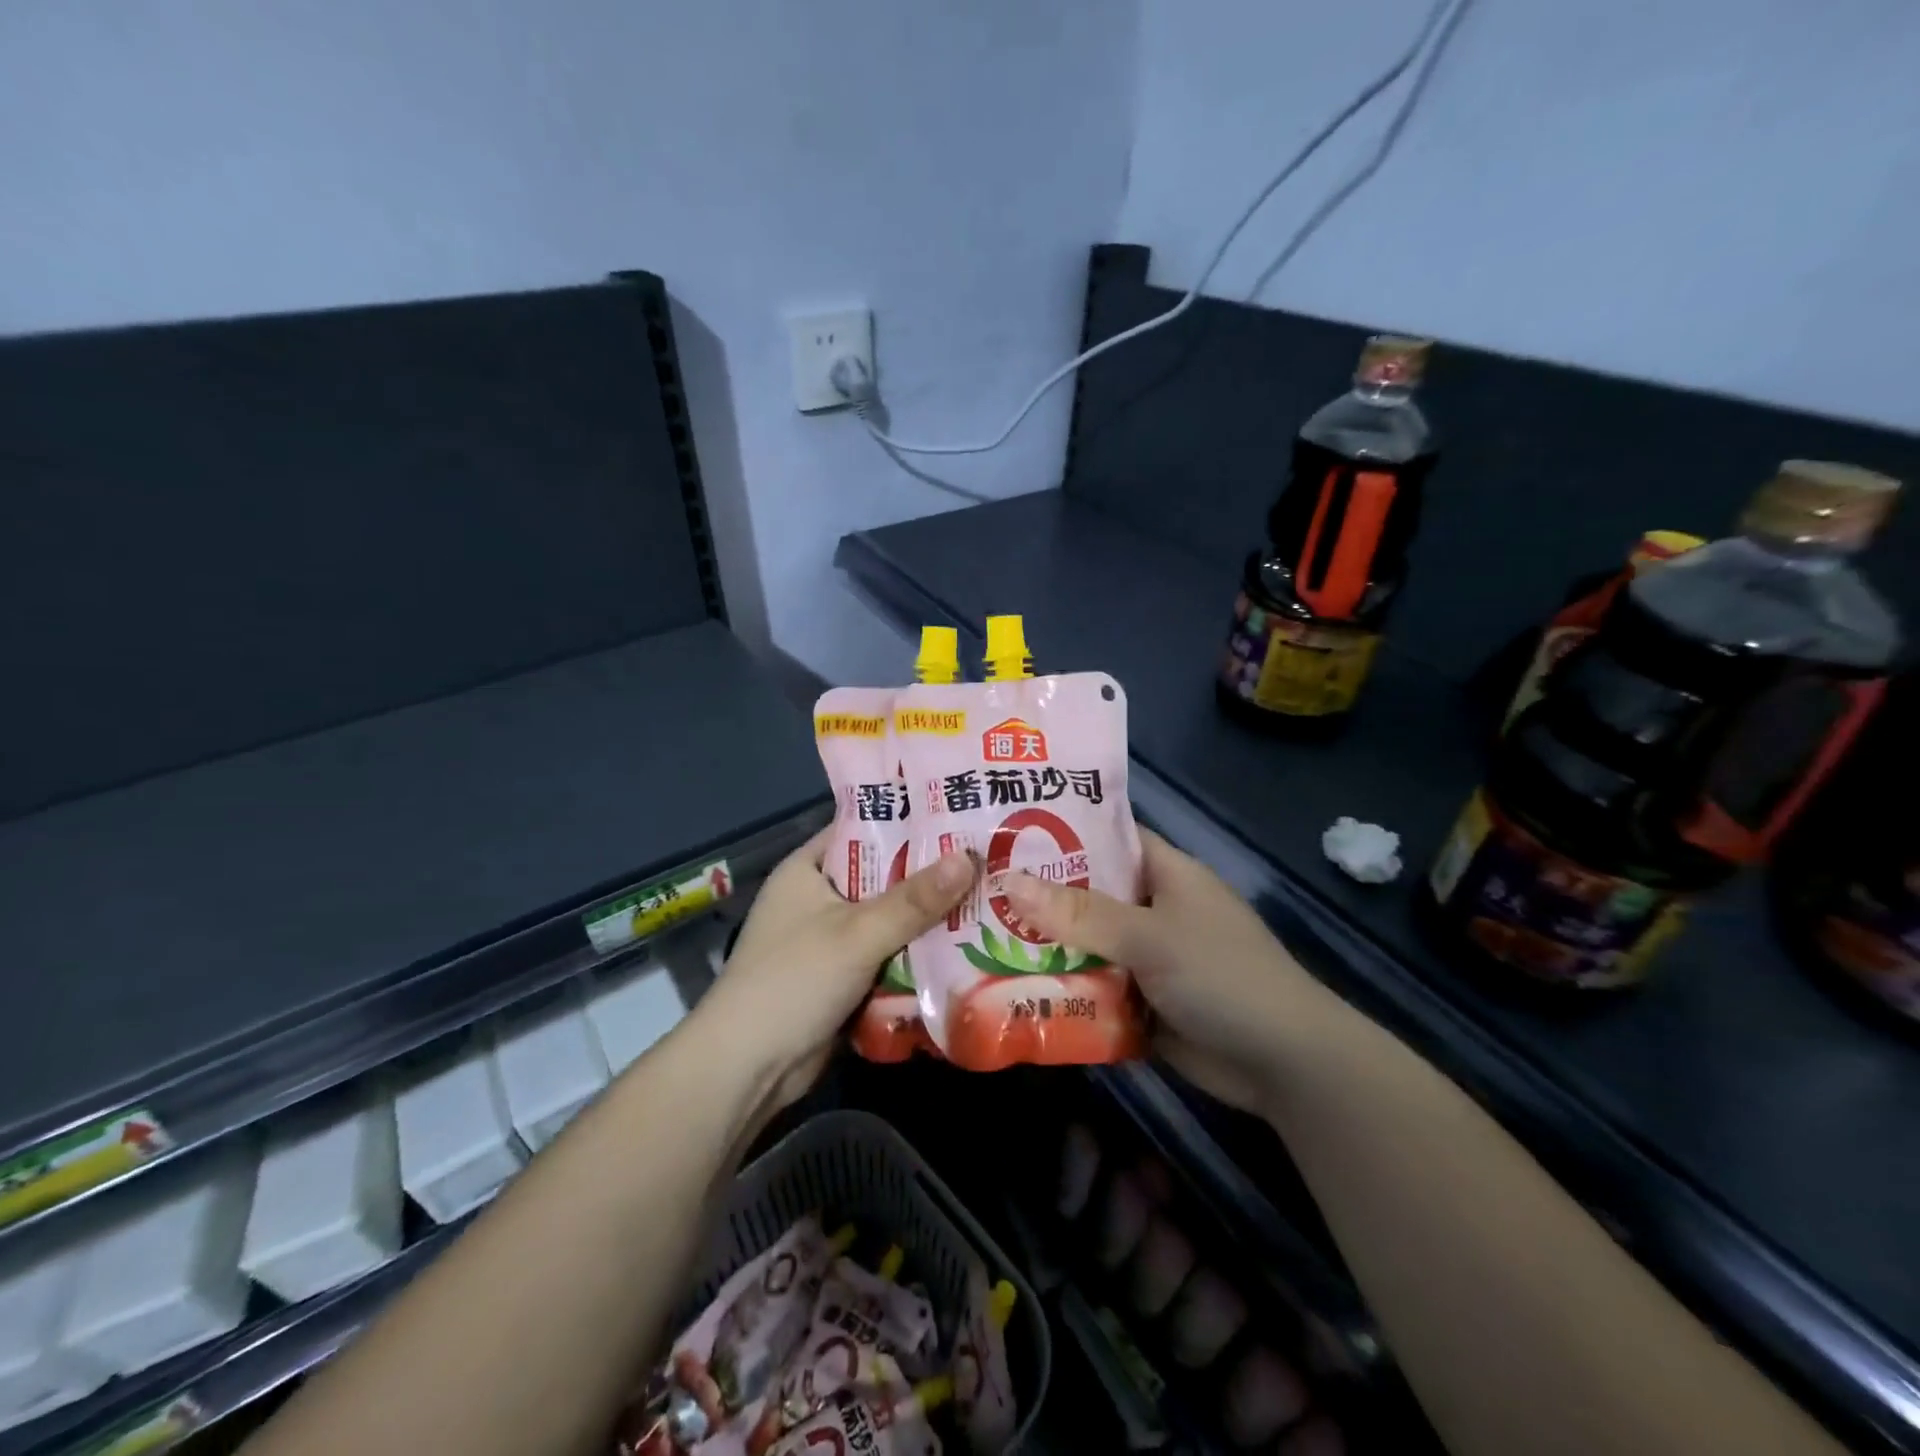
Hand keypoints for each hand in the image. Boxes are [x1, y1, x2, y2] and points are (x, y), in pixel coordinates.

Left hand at [698, 831, 972, 1109]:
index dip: (905, 819)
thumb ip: (914, 900)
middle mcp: (817, 898)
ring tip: (988, 898)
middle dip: (927, 874)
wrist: (747, 1069)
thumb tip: (969, 858)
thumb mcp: (857, 933)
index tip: (956, 813)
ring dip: (926, 918)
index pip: (861, 828)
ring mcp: (828, 941)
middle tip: (985, 858)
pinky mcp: (841, 978)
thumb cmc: (794, 980)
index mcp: (808, 869)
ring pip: (888, 919)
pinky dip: (915, 954)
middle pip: (881, 876)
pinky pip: (886, 955)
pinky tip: (962, 947)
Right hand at [1002, 828, 1322, 1113]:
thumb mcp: (1149, 936)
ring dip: (1045, 947)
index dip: (1062, 829)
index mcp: (1165, 874)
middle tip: (976, 889)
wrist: (1283, 1064)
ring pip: (1086, 943)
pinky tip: (1009, 988)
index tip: (1005, 828)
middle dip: (1039, 895)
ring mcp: (1148, 957)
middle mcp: (1154, 909)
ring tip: (977, 937)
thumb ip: (1080, 912)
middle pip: (1088, 893)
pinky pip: (1094, 986)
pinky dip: (1063, 988)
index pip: (1108, 836)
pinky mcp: (1142, 1000)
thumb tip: (1008, 881)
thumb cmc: (1221, 976)